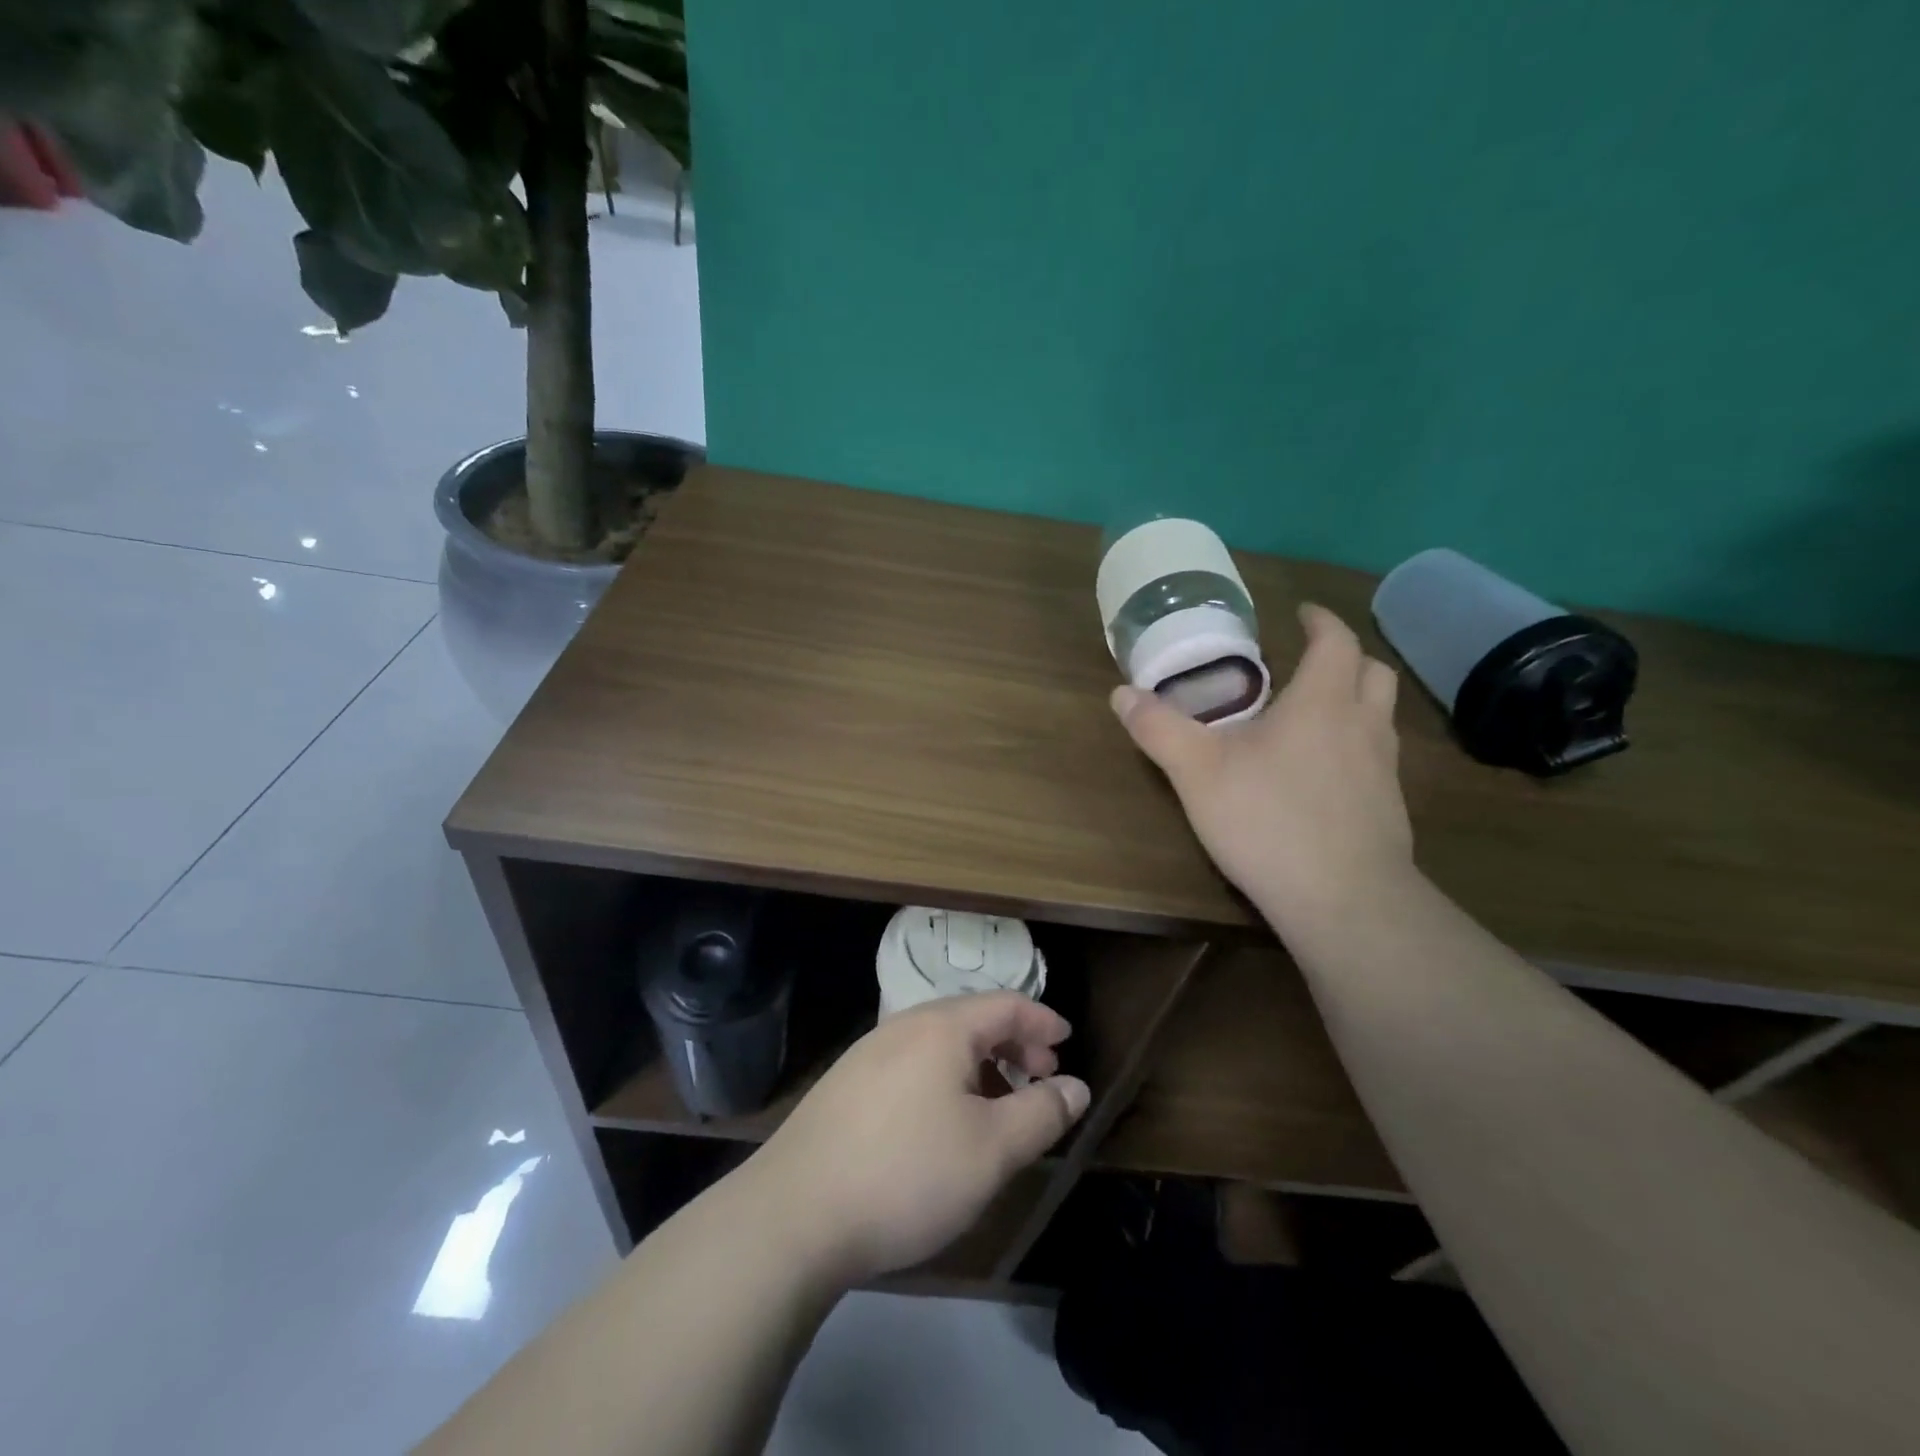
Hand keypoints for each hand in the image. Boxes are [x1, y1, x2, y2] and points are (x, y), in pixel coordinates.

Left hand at [743, 993, 1090, 1284]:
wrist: (794, 1214)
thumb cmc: (908, 1173)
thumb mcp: (992, 1150)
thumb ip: (1042, 1113)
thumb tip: (1077, 1087)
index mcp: (942, 1027)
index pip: (1006, 1005)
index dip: (1043, 1021)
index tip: (1069, 1043)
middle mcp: (904, 1026)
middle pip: (972, 1018)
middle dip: (1014, 1044)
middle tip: (1041, 1079)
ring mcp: (869, 1053)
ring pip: (941, 1043)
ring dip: (980, 1064)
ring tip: (999, 1105)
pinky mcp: (846, 1085)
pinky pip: (913, 1064)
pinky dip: (947, 1078)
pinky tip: (944, 1122)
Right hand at [1112, 602, 1414, 925]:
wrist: (1344, 901)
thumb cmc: (1268, 820)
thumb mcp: (1196, 772)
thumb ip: (1159, 729)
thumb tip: (1121, 694)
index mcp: (1322, 702)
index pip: (1336, 641)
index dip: (1321, 620)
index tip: (1302, 612)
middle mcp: (1363, 725)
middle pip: (1374, 672)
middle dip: (1345, 658)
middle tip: (1310, 664)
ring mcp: (1385, 769)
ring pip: (1381, 717)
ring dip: (1355, 703)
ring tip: (1315, 717)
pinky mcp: (1389, 809)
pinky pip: (1378, 759)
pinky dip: (1356, 748)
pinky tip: (1324, 777)